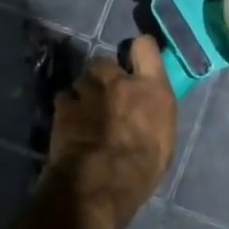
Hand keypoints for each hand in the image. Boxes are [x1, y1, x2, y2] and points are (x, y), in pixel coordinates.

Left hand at [46, 35, 176, 228]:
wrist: (103, 182)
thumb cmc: (143, 168)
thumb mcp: (163, 139)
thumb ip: (153, 114)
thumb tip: (147, 110)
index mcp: (152, 89)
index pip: (146, 47)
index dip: (139, 50)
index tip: (136, 59)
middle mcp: (120, 81)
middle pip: (105, 61)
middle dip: (103, 74)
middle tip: (105, 94)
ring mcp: (89, 91)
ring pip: (81, 80)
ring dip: (83, 92)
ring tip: (85, 111)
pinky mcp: (64, 106)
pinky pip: (64, 98)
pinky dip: (67, 108)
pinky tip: (69, 123)